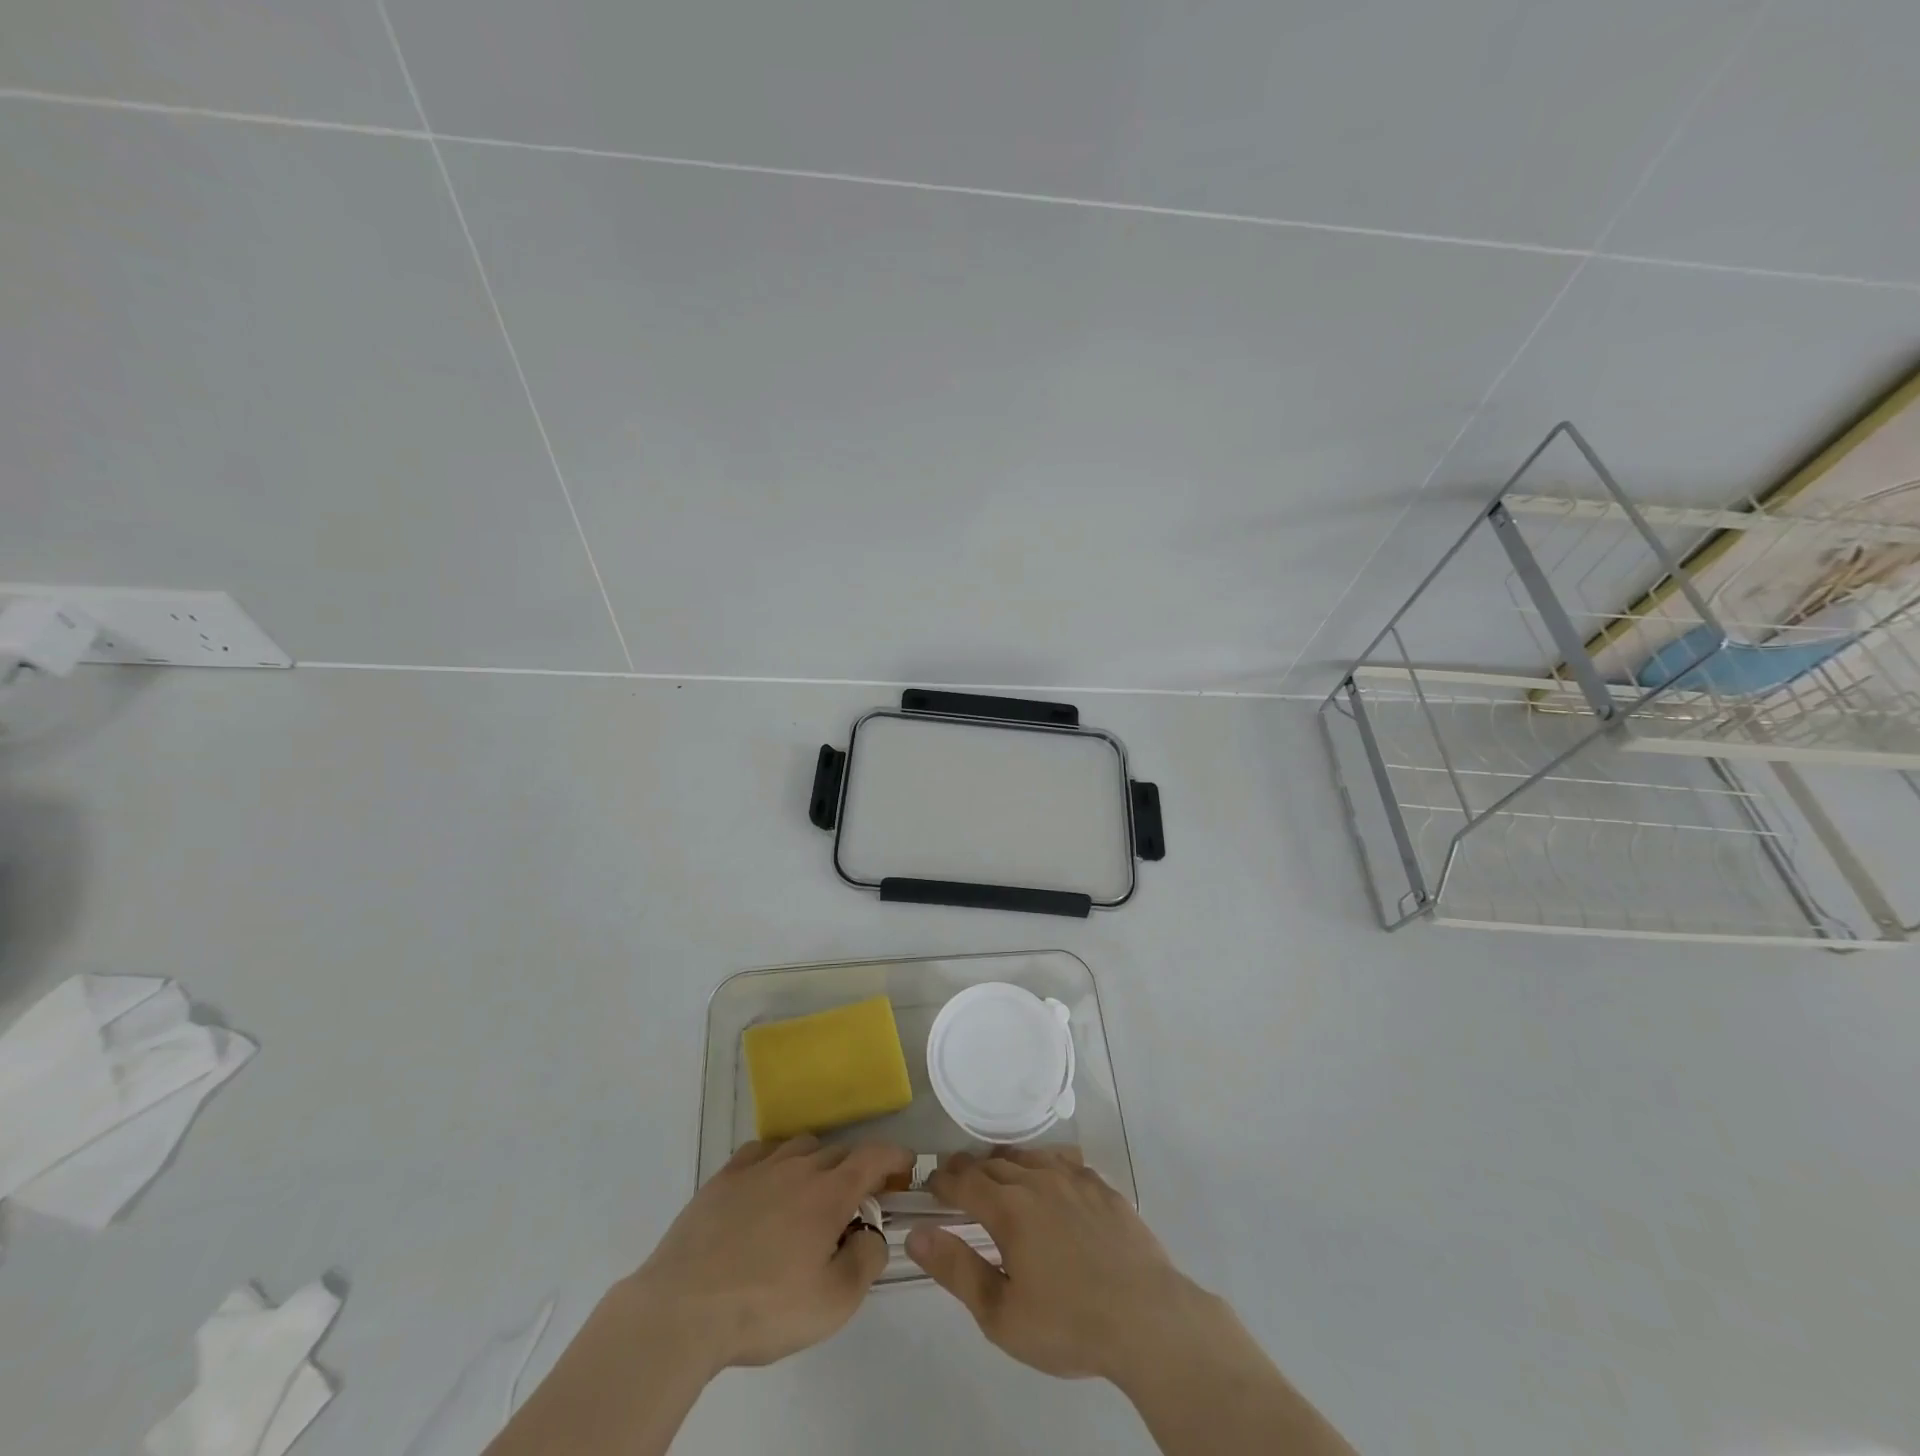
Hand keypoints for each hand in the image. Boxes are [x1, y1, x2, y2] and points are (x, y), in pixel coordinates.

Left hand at [624, 1136, 912, 1370]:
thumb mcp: (833, 1303)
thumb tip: (873, 1233)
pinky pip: (761, 1152)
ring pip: (800, 1147)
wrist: (683, 1309)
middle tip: (858, 1202)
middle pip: (839, 1152)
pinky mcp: (724, 1177)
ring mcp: (758, 1167)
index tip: (907, 1168)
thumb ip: (866, 1260)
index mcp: (829, 1193)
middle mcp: (798, 1167)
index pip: (874, 1156)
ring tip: (811, 1196)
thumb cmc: (764, 1308)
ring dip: (817, 1163)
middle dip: (857, 1169)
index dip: (896, 1157)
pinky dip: (776, 1163)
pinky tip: (768, 1188)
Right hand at [905, 1146, 1222, 1384]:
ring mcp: (1073, 1179)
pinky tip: (1047, 1178)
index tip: (930, 1184)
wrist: (1146, 1318)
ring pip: (1028, 1157)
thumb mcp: (1001, 1315)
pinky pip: (1063, 1161)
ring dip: (1005, 1162)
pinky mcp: (1102, 1186)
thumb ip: (956, 1269)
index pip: (964, 1181)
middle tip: (957, 1180)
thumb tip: (916, 1234)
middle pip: (993, 1163)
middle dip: (969, 1169)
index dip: (943, 1180)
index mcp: (1008, 1209)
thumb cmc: (1068, 1324)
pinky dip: (1044, 1164)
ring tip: (996, 1174)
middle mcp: (1037, 1180)